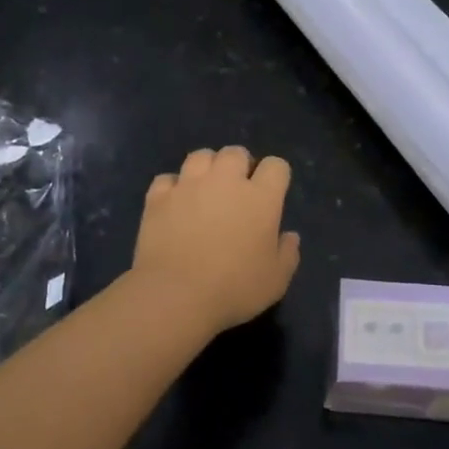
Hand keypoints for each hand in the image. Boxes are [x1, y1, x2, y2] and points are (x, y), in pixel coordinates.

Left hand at [132, 146, 301, 333]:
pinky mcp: (158, 197)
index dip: (275, 176)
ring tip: (205, 189)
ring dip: (206, 168)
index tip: (271, 194)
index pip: (276, 166)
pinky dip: (172, 187)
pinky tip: (174, 204)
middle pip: (235, 153)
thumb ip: (288, 253)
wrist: (176, 295)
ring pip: (200, 156)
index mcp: (260, 197)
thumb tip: (290, 236)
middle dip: (239, 165)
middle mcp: (225, 181)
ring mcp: (189, 185)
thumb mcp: (276, 280)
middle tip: (237, 191)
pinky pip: (167, 179)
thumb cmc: (234, 288)